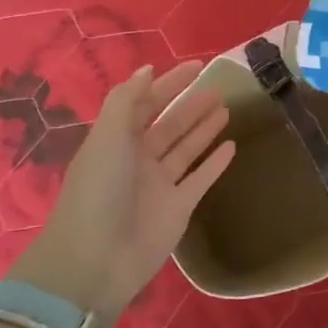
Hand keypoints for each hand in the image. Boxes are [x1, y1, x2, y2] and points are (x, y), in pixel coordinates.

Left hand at [8, 63, 235, 322]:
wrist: (96, 260)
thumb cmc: (99, 190)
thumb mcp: (107, 136)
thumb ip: (127, 100)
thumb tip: (147, 69)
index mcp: (116, 141)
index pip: (145, 104)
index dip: (168, 84)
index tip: (196, 67)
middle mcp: (137, 160)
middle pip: (169, 126)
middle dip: (191, 107)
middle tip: (220, 89)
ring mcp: (158, 186)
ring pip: (186, 149)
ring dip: (204, 129)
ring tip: (227, 109)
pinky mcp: (178, 209)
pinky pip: (200, 179)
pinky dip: (214, 163)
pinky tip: (232, 146)